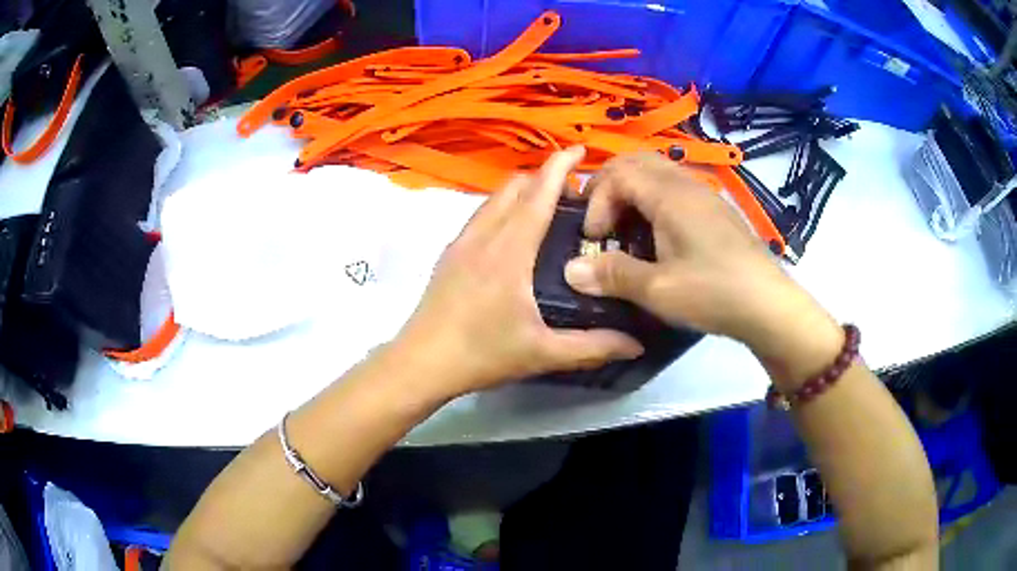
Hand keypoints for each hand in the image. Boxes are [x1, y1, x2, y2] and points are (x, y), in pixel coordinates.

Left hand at [394, 147, 642, 400]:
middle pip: (514, 186)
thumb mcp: (542, 354)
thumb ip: (593, 347)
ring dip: (521, 191)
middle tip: (573, 194)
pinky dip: (503, 208)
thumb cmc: (481, 354)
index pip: (539, 194)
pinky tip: (513, 235)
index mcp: (509, 250)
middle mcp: (483, 235)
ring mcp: (461, 242)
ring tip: (546, 209)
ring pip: (494, 198)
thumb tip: (637, 345)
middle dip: (543, 177)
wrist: (421, 363)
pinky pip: (481, 215)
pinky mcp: (449, 254)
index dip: (560, 166)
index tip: (579, 150)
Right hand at [562, 153, 841, 382]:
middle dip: (609, 186)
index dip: (596, 200)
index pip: (618, 174)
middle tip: (600, 221)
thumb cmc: (713, 292)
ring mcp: (705, 194)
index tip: (594, 238)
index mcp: (669, 195)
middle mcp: (687, 184)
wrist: (768, 304)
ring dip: (632, 191)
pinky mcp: (716, 209)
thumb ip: (613, 275)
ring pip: (658, 172)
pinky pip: (675, 187)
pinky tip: (657, 235)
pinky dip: (653, 199)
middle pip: (637, 162)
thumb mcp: (658, 289)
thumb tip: (570, 270)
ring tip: (625, 228)